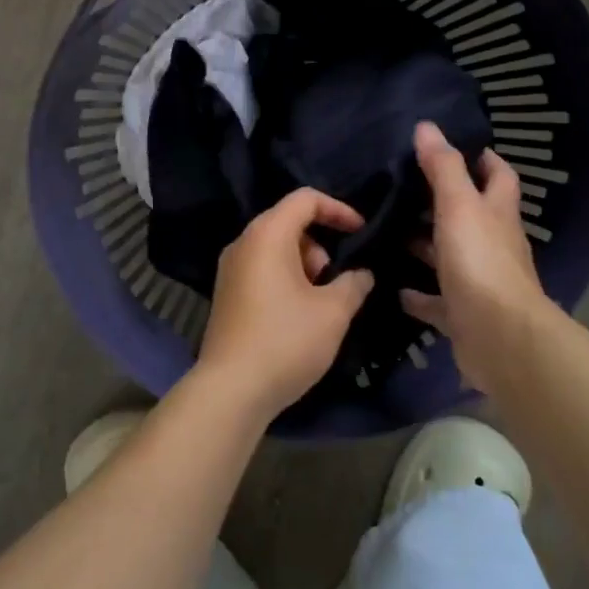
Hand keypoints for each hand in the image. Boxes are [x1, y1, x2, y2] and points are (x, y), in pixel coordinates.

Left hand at [194, 188, 375, 422]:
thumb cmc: (286, 340)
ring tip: (319, 302)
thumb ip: (354, 283)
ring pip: (275, 247)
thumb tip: (362, 273)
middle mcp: (243, 242)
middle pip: (288, 222)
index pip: (305, 199)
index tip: (360, 232)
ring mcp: (230, 269)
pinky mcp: (226, 293)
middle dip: (320, 244)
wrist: (231, 389)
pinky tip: (298, 314)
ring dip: (304, 264)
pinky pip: (262, 268)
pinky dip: (285, 278)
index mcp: (267, 234)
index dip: (338, 209)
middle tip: (334, 280)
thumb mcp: (333, 312)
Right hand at [400, 121, 551, 388]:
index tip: (455, 145)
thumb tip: (427, 127)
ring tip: (390, 232)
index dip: (483, 159)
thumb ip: (443, 168)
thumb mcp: (459, 206)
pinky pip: (437, 301)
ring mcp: (479, 281)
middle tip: (404, 188)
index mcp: (497, 214)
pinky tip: (395, 288)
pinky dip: (418, 295)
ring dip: (426, 246)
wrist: (500, 338)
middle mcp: (493, 244)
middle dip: (443, 202)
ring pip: (450, 257)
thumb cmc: (481, 262)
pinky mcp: (464, 315)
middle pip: (471, 216)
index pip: (498, 176)